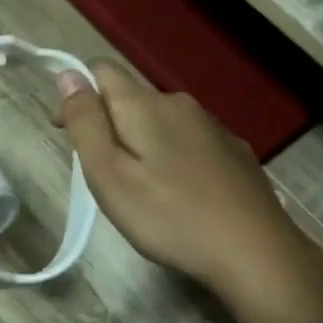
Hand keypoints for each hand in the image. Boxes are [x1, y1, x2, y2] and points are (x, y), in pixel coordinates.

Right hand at [57, 61, 312, 299]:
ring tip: (141, 189)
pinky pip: (190, 142)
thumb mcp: (109, 175)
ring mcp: (213, 127)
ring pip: (163, 122)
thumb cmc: (169, 217)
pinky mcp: (235, 152)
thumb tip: (68, 73)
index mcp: (145, 105)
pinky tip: (181, 194)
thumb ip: (86, 122)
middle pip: (132, 98)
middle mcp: (180, 104)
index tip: (69, 134)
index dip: (77, 94)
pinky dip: (174, 158)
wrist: (255, 251)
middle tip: (104, 176)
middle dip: (110, 124)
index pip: (102, 70)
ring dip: (143, 143)